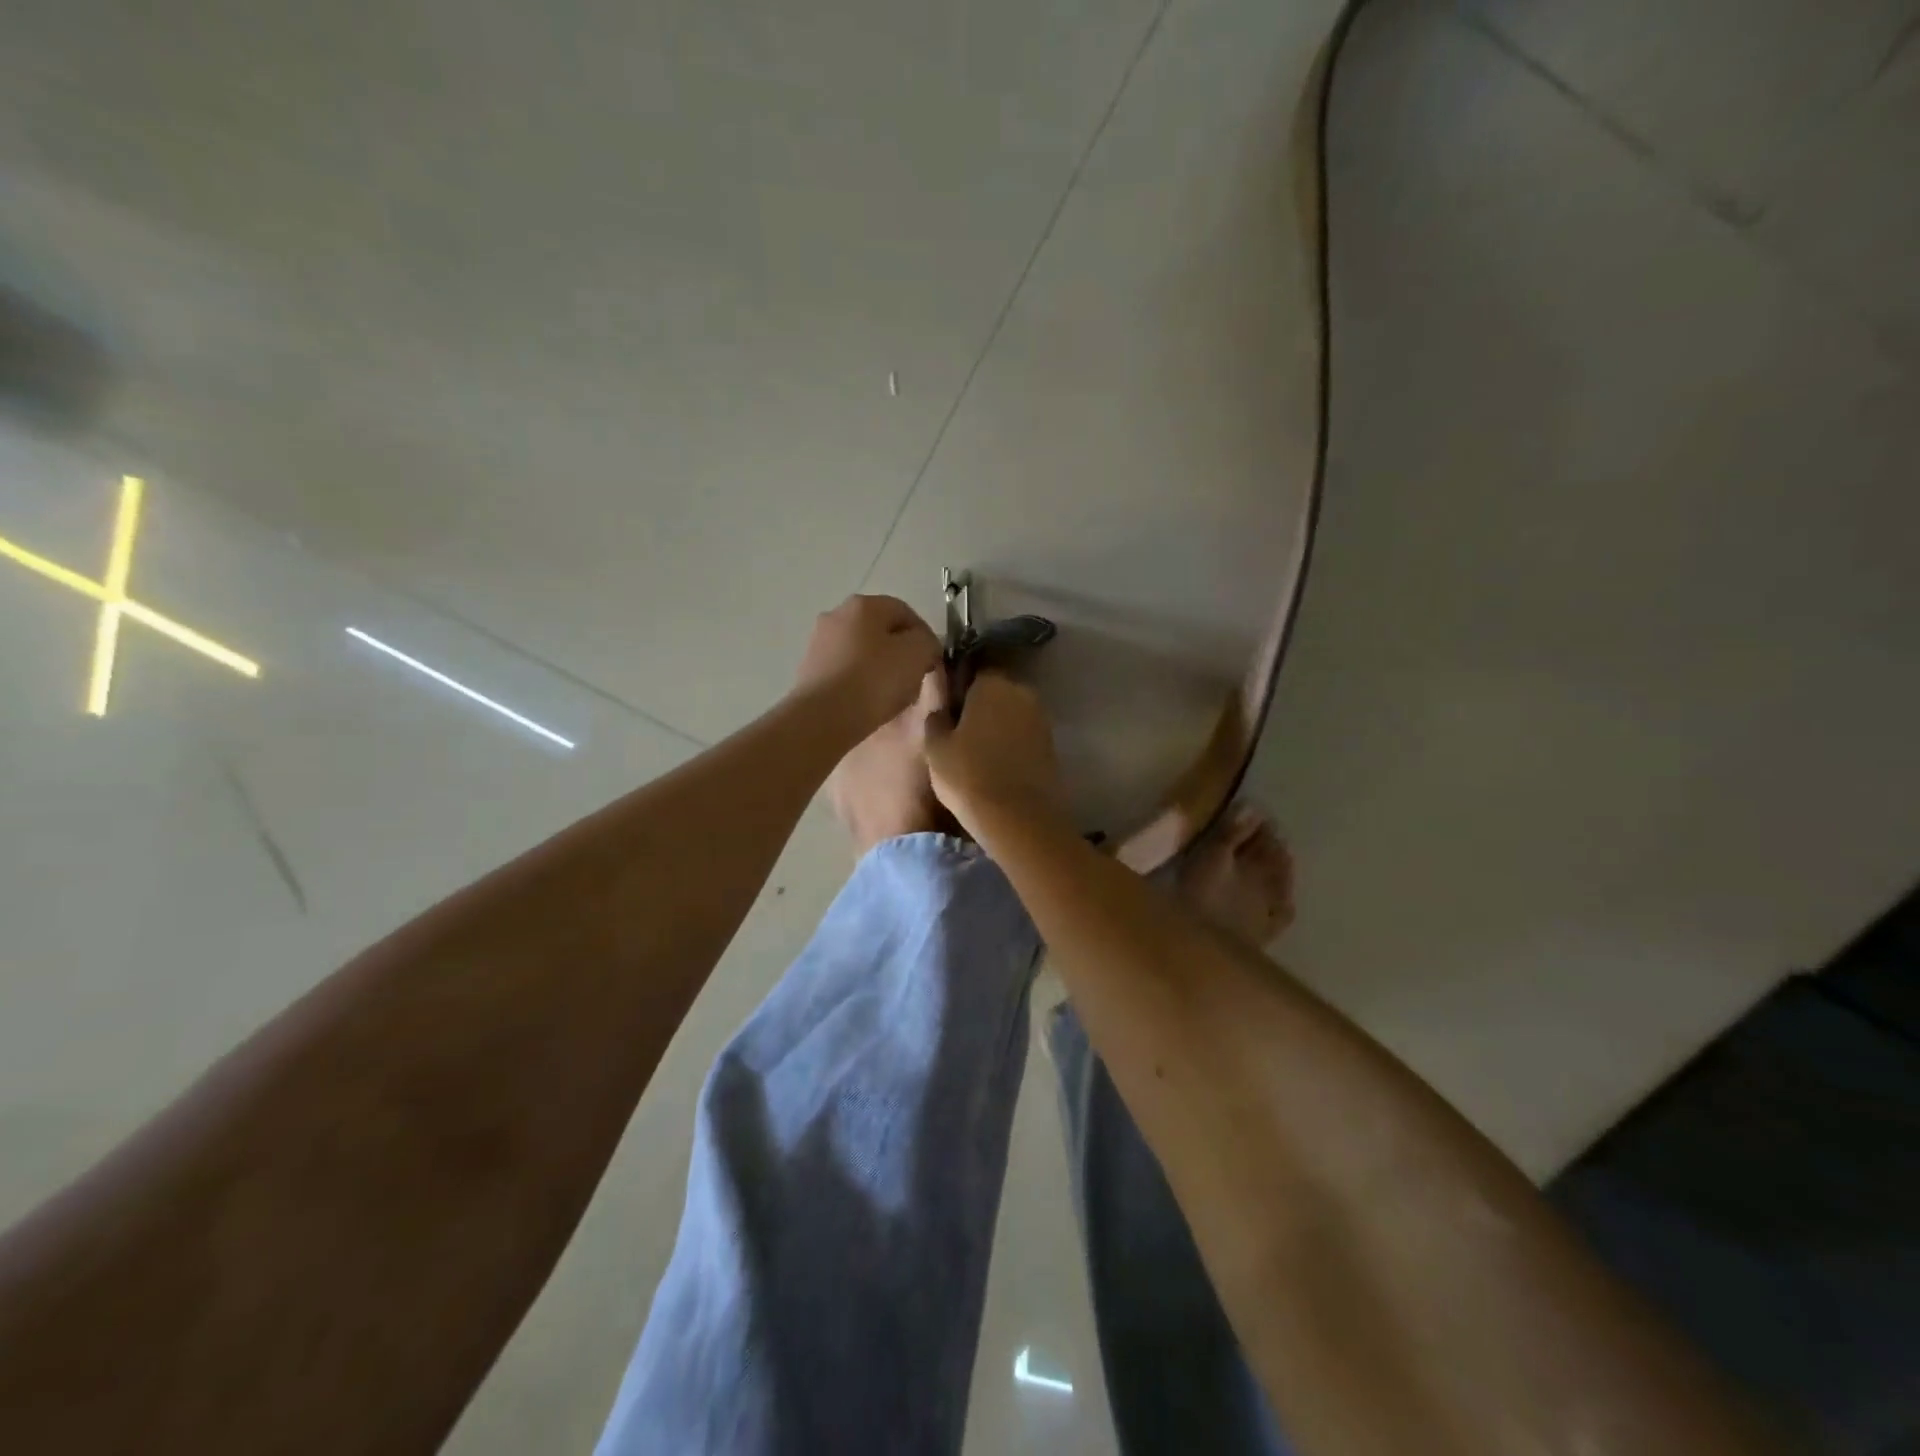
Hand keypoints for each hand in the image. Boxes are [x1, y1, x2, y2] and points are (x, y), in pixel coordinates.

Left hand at [792, 594, 942, 739]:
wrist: (823, 717)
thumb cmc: (874, 679)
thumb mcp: (917, 654)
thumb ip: (927, 642)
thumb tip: (923, 645)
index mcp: (864, 605)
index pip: (905, 612)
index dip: (925, 636)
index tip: (933, 662)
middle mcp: (836, 615)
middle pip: (881, 631)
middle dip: (901, 653)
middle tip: (915, 679)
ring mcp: (819, 643)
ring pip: (862, 652)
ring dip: (881, 669)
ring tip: (893, 696)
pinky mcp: (809, 670)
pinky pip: (845, 671)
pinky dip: (860, 682)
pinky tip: (868, 703)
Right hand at [923, 671, 1063, 836]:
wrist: (1018, 818)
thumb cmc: (968, 775)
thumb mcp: (935, 747)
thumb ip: (937, 718)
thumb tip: (942, 707)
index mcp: (993, 683)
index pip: (976, 666)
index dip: (961, 681)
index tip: (948, 699)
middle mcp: (1022, 692)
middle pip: (997, 688)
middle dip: (981, 702)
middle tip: (960, 725)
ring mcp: (1041, 719)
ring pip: (1013, 712)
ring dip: (998, 722)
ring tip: (977, 747)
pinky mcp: (1051, 745)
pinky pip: (1024, 734)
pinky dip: (1012, 741)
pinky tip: (997, 761)